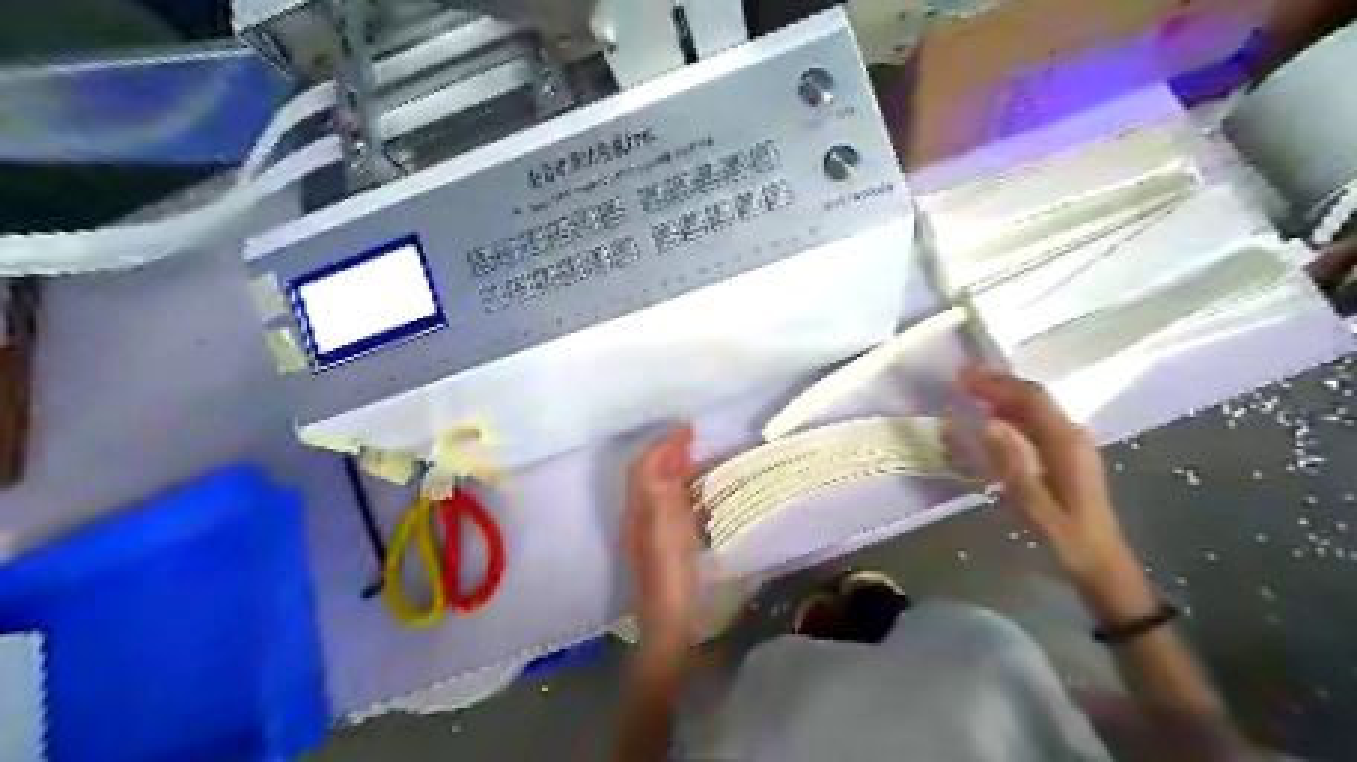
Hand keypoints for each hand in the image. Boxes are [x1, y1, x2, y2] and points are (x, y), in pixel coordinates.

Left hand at [625, 426, 705, 651]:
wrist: (670, 623)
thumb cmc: (671, 574)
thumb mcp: (668, 528)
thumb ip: (664, 491)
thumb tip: (669, 459)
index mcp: (639, 510)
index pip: (646, 466)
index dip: (665, 444)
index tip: (690, 429)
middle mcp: (639, 517)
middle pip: (648, 476)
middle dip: (668, 454)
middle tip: (695, 442)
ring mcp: (650, 534)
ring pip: (659, 491)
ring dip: (675, 471)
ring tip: (699, 462)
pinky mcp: (664, 548)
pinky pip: (670, 507)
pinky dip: (682, 493)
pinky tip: (701, 498)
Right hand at [958, 370, 1135, 587]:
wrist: (1101, 566)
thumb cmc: (1066, 539)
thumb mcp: (1035, 506)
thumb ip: (1013, 463)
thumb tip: (989, 423)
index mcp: (1066, 443)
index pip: (1030, 399)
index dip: (996, 384)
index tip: (963, 377)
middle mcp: (1071, 436)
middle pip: (1033, 399)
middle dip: (997, 386)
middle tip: (961, 381)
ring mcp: (1070, 446)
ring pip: (1033, 411)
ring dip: (1002, 399)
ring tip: (969, 397)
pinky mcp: (1065, 458)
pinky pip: (1034, 426)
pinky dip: (1009, 417)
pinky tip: (990, 425)